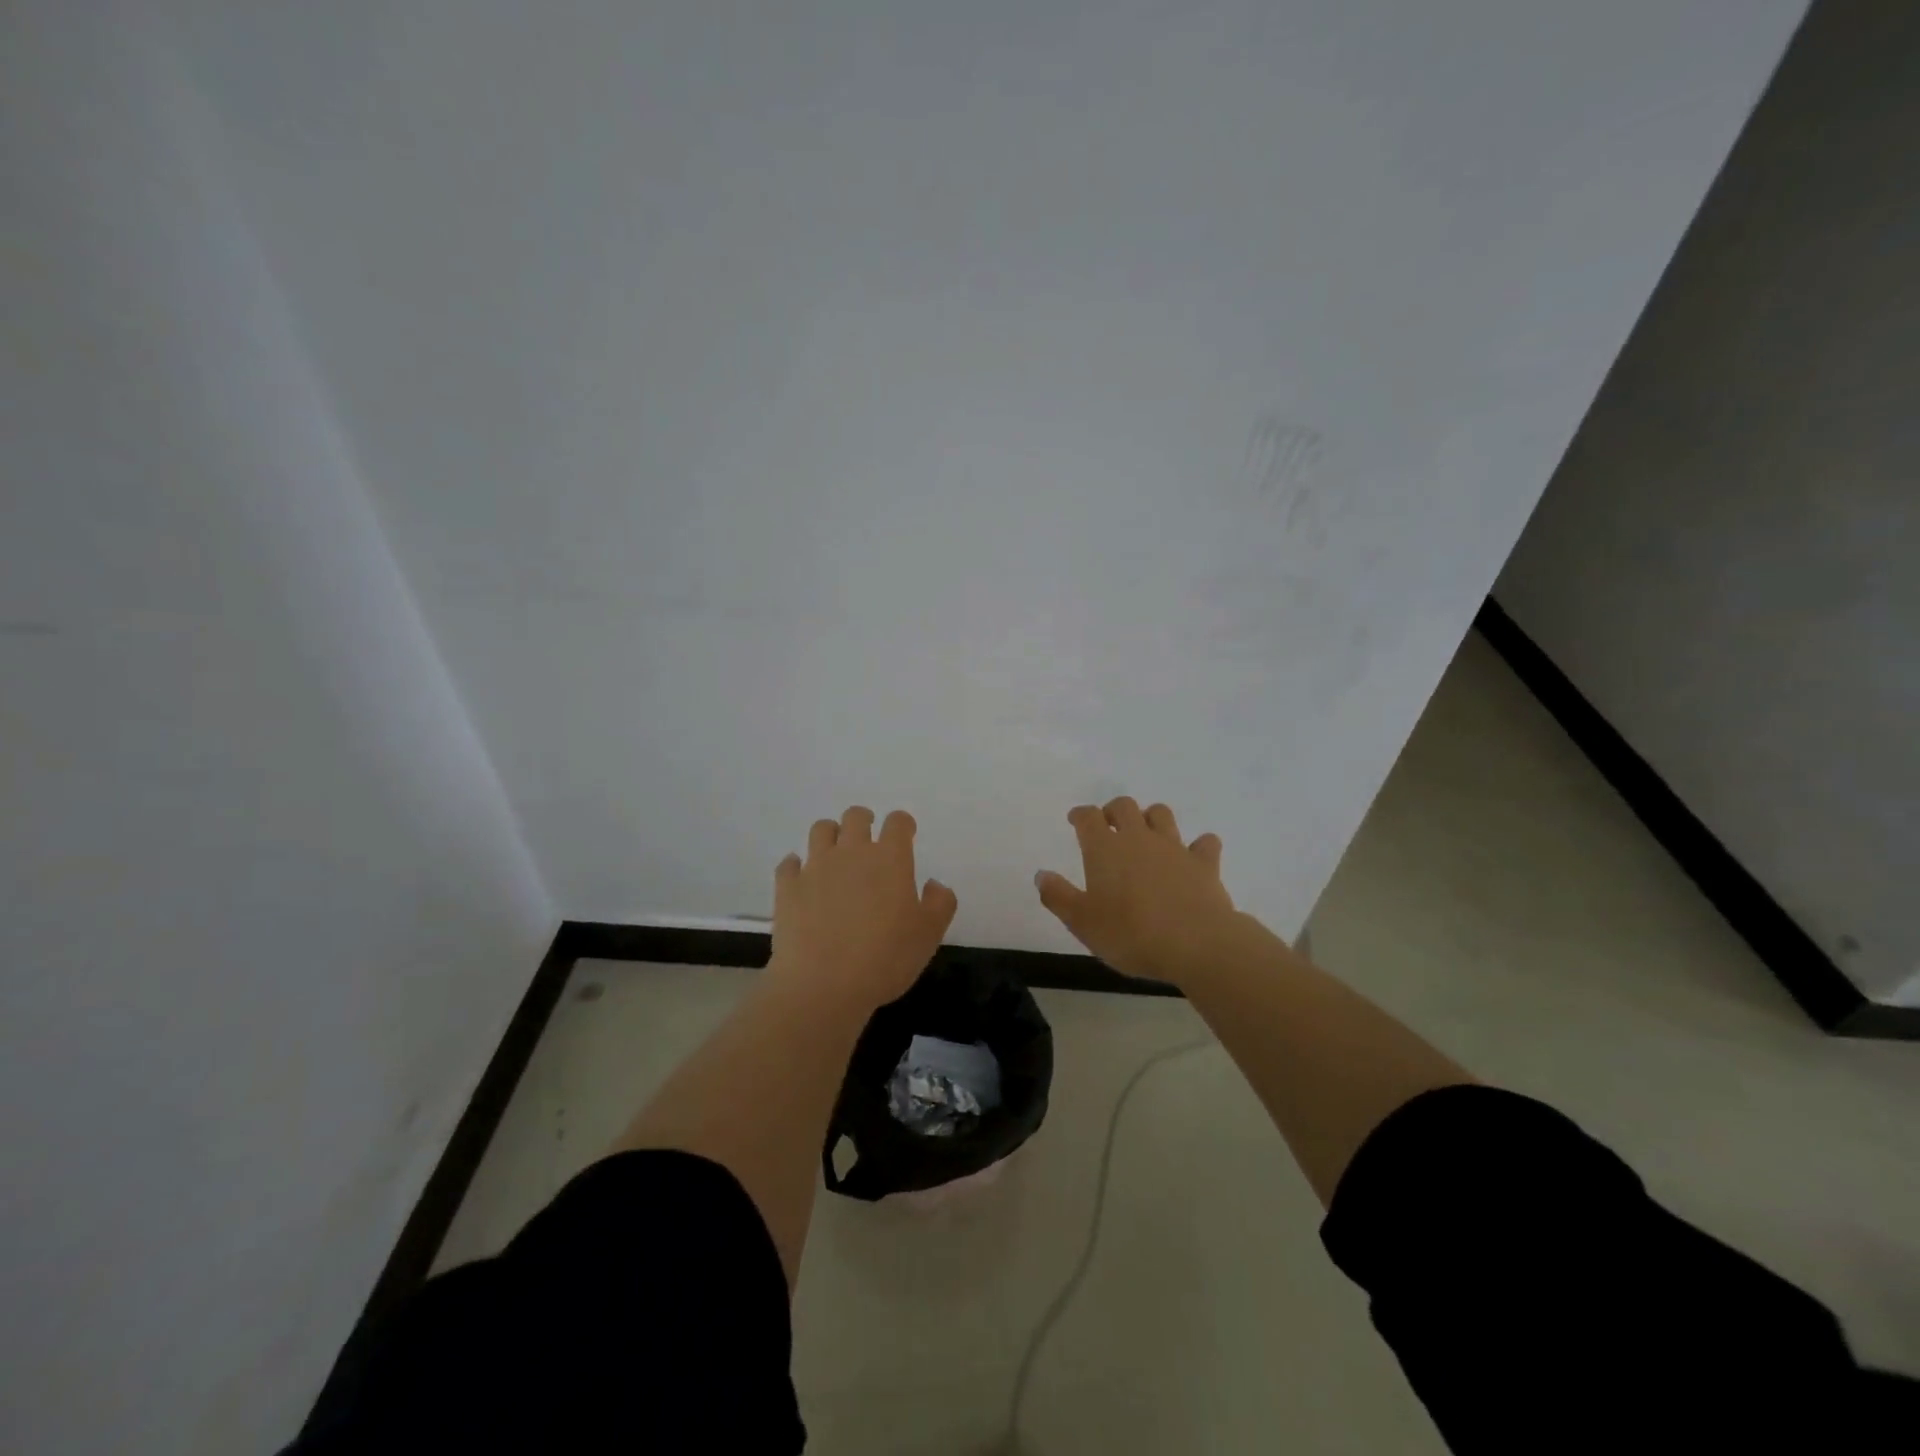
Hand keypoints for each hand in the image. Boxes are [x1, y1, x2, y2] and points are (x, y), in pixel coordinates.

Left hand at [768, 806, 956, 1013]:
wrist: (823, 985)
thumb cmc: (885, 959)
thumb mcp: (929, 935)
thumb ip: (940, 903)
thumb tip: (934, 884)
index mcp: (889, 859)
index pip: (898, 823)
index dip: (903, 824)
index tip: (905, 834)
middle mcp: (851, 852)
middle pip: (856, 817)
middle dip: (864, 821)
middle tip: (868, 840)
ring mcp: (815, 867)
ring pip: (821, 830)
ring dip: (831, 835)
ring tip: (835, 854)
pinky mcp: (788, 886)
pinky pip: (789, 863)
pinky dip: (797, 866)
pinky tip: (803, 879)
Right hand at [1034, 797, 1237, 982]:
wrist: (1196, 944)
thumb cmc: (1131, 934)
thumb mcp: (1082, 922)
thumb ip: (1058, 896)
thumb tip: (1041, 875)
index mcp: (1105, 849)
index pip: (1088, 817)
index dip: (1080, 815)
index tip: (1075, 820)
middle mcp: (1138, 839)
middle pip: (1124, 806)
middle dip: (1113, 811)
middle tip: (1109, 826)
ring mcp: (1174, 848)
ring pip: (1161, 814)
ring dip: (1151, 818)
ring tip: (1146, 834)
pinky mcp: (1204, 863)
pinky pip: (1205, 843)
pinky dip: (1199, 845)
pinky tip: (1195, 855)